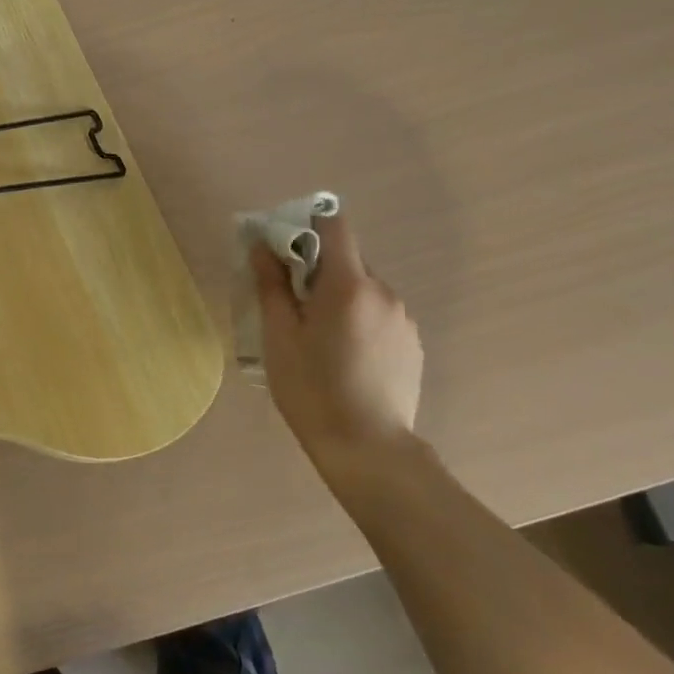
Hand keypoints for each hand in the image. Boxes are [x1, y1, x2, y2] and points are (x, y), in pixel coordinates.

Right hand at [250, 213, 422, 469]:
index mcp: (349, 285)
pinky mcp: (413, 343)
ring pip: (364, 289)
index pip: (335, 225)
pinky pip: (379, 314)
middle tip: (292, 304)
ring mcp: (404, 319)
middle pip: (348, 259)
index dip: (307, 224)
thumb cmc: (312, 390)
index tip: (283, 246)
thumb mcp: (279, 336)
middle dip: (318, 270)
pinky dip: (359, 320)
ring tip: (319, 337)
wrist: (368, 449)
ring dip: (340, 297)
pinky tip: (345, 356)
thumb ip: (271, 285)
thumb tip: (261, 246)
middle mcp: (384, 292)